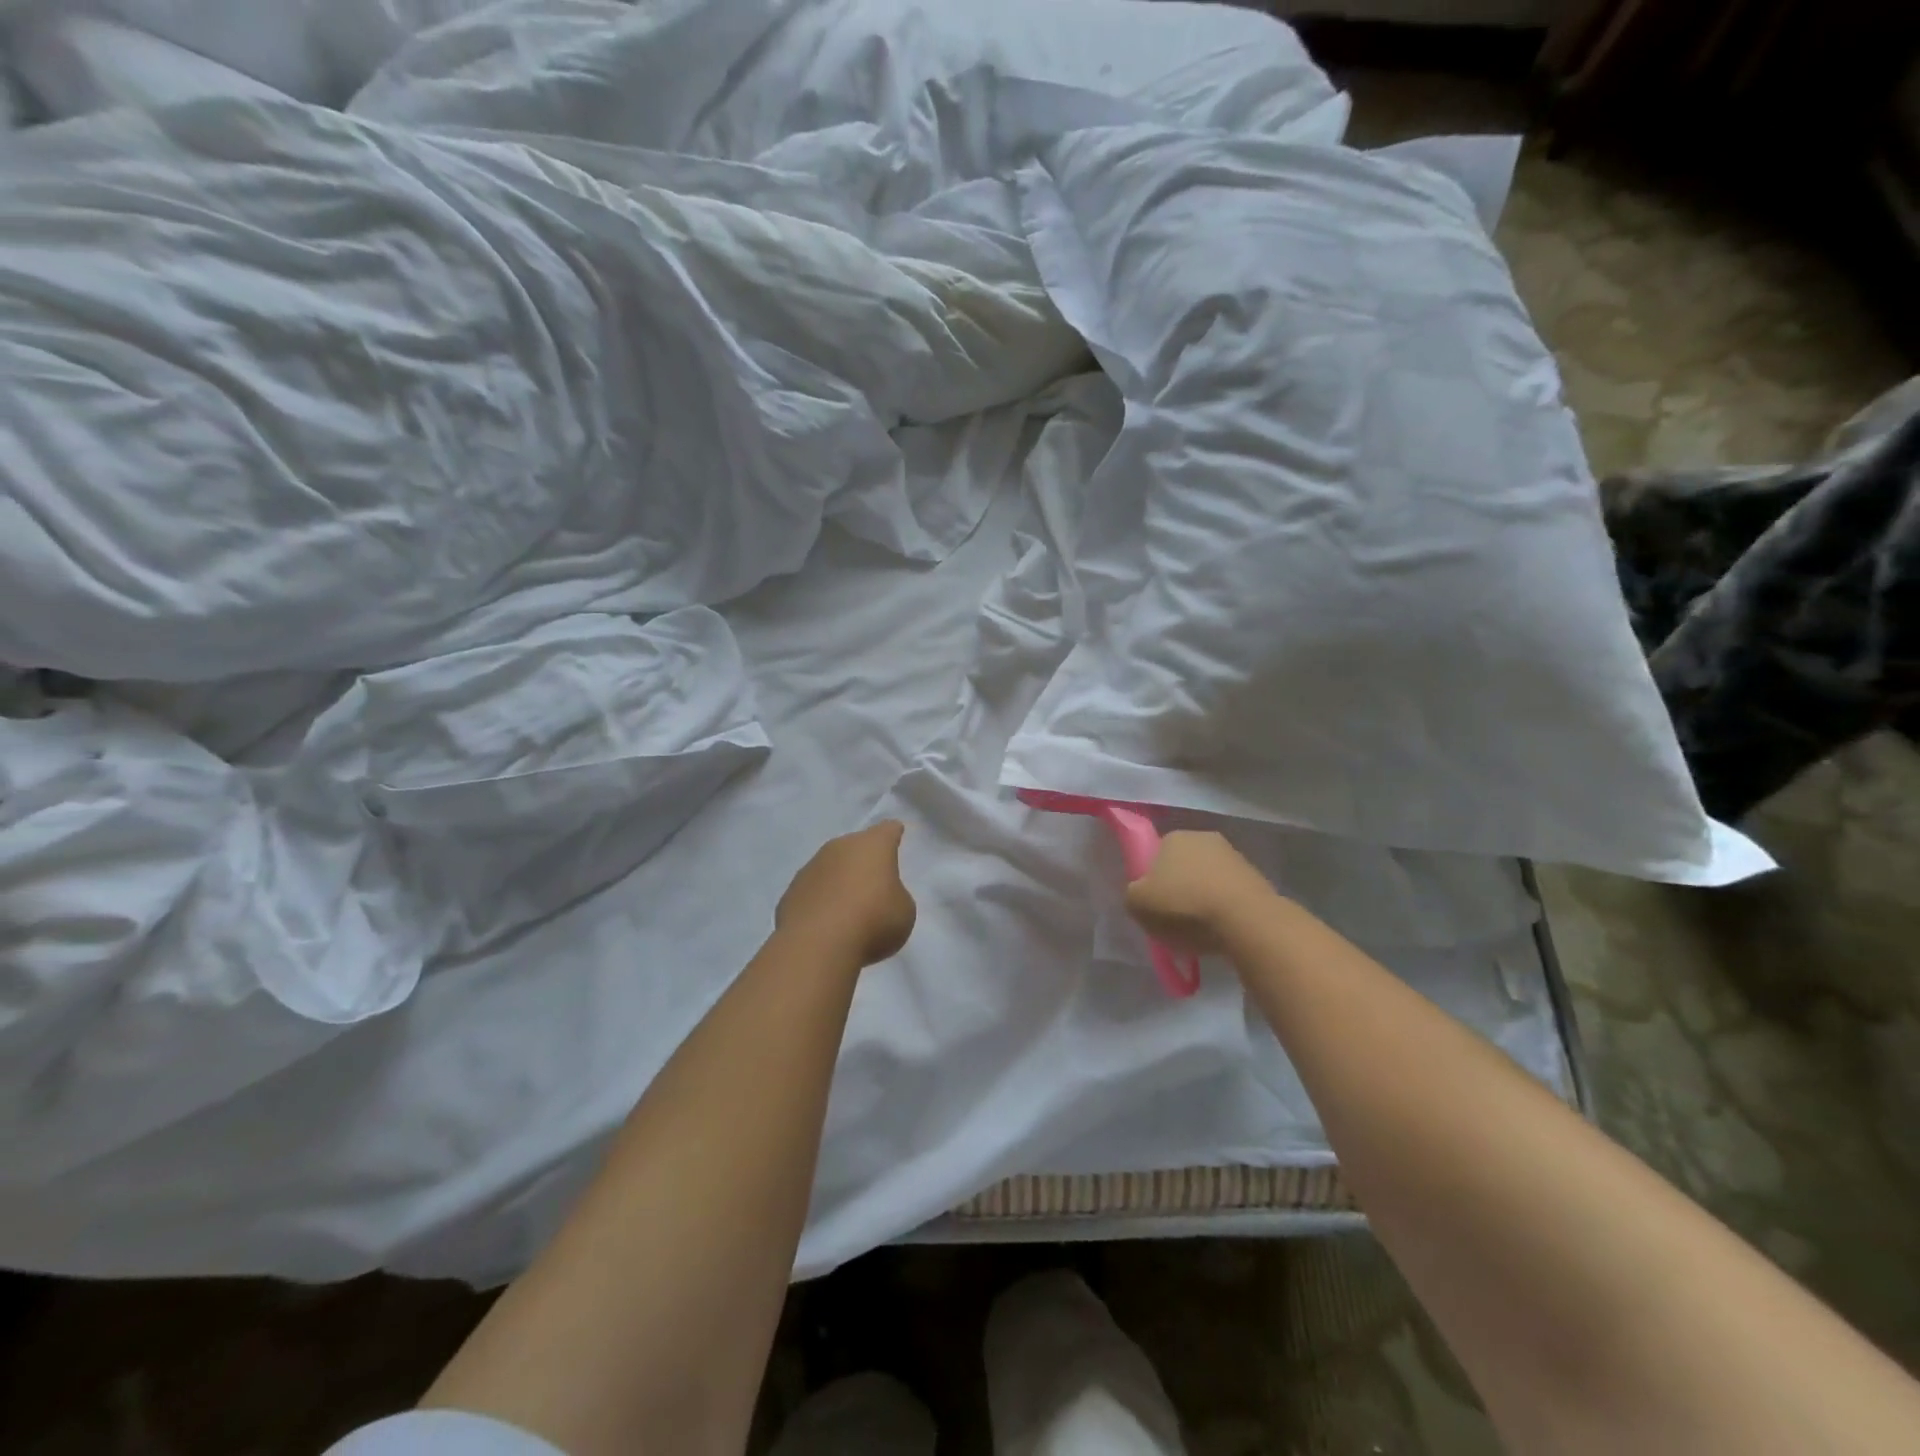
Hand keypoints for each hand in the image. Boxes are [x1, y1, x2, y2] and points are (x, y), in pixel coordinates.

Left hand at [775, 820, 917, 967]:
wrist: (817, 945)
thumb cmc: (873, 921)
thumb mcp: (904, 911)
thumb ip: (896, 896)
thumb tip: (881, 898)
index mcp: (873, 845)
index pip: (887, 830)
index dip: (893, 834)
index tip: (896, 835)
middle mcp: (840, 847)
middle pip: (856, 847)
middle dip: (864, 861)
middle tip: (874, 883)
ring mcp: (811, 867)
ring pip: (831, 868)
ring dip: (840, 881)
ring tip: (849, 909)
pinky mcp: (790, 892)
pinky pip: (812, 892)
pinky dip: (820, 902)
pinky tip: (826, 924)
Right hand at [1125, 830, 1272, 955]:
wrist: (1246, 921)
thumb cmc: (1184, 906)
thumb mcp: (1137, 904)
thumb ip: (1133, 895)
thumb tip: (1142, 894)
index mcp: (1173, 837)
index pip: (1155, 855)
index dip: (1151, 880)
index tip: (1153, 904)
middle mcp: (1204, 838)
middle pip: (1183, 866)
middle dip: (1178, 888)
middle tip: (1174, 919)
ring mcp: (1234, 856)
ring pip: (1208, 880)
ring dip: (1203, 899)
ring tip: (1200, 931)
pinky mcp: (1257, 878)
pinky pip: (1230, 895)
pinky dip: (1224, 910)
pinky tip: (1221, 931)